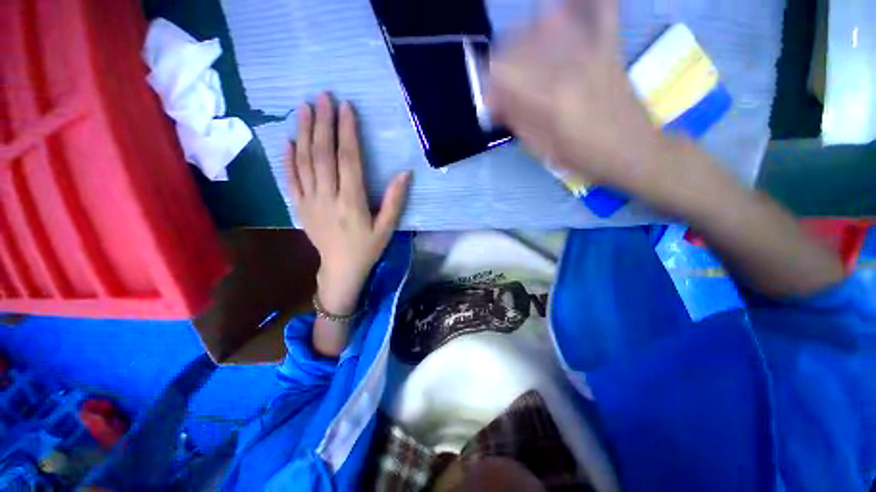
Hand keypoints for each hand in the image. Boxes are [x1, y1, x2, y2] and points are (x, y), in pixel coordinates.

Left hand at [288, 93, 410, 314]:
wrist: (340, 269)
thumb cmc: (367, 248)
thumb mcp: (387, 228)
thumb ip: (394, 201)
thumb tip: (405, 173)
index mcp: (352, 203)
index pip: (348, 161)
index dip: (347, 133)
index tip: (346, 108)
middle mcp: (328, 198)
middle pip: (323, 155)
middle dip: (323, 124)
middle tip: (323, 97)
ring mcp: (309, 202)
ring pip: (304, 162)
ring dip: (303, 133)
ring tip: (304, 108)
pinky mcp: (299, 207)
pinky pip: (290, 179)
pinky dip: (288, 158)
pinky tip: (288, 140)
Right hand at [487, 0, 678, 206]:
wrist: (632, 150)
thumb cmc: (583, 156)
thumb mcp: (542, 147)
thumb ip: (517, 120)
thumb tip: (495, 101)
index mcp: (550, 98)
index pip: (504, 72)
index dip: (489, 82)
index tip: (490, 98)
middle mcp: (568, 65)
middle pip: (520, 43)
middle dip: (501, 61)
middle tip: (502, 83)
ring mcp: (591, 50)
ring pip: (546, 23)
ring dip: (525, 36)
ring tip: (522, 57)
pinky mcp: (609, 46)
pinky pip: (599, 9)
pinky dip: (578, 4)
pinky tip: (561, 8)